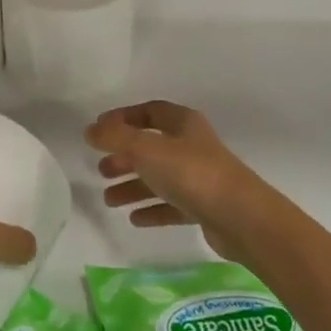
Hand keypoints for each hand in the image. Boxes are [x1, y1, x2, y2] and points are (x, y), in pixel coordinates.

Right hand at [86, 101, 289, 263]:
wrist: (241, 217)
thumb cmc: (191, 173)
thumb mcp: (146, 149)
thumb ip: (115, 138)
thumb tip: (90, 130)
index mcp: (183, 123)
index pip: (149, 111)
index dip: (123, 118)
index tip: (99, 131)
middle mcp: (192, 146)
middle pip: (152, 146)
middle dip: (124, 157)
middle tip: (101, 170)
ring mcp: (200, 177)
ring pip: (159, 177)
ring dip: (134, 186)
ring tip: (109, 199)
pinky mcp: (204, 206)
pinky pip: (172, 205)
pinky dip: (152, 209)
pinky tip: (134, 219)